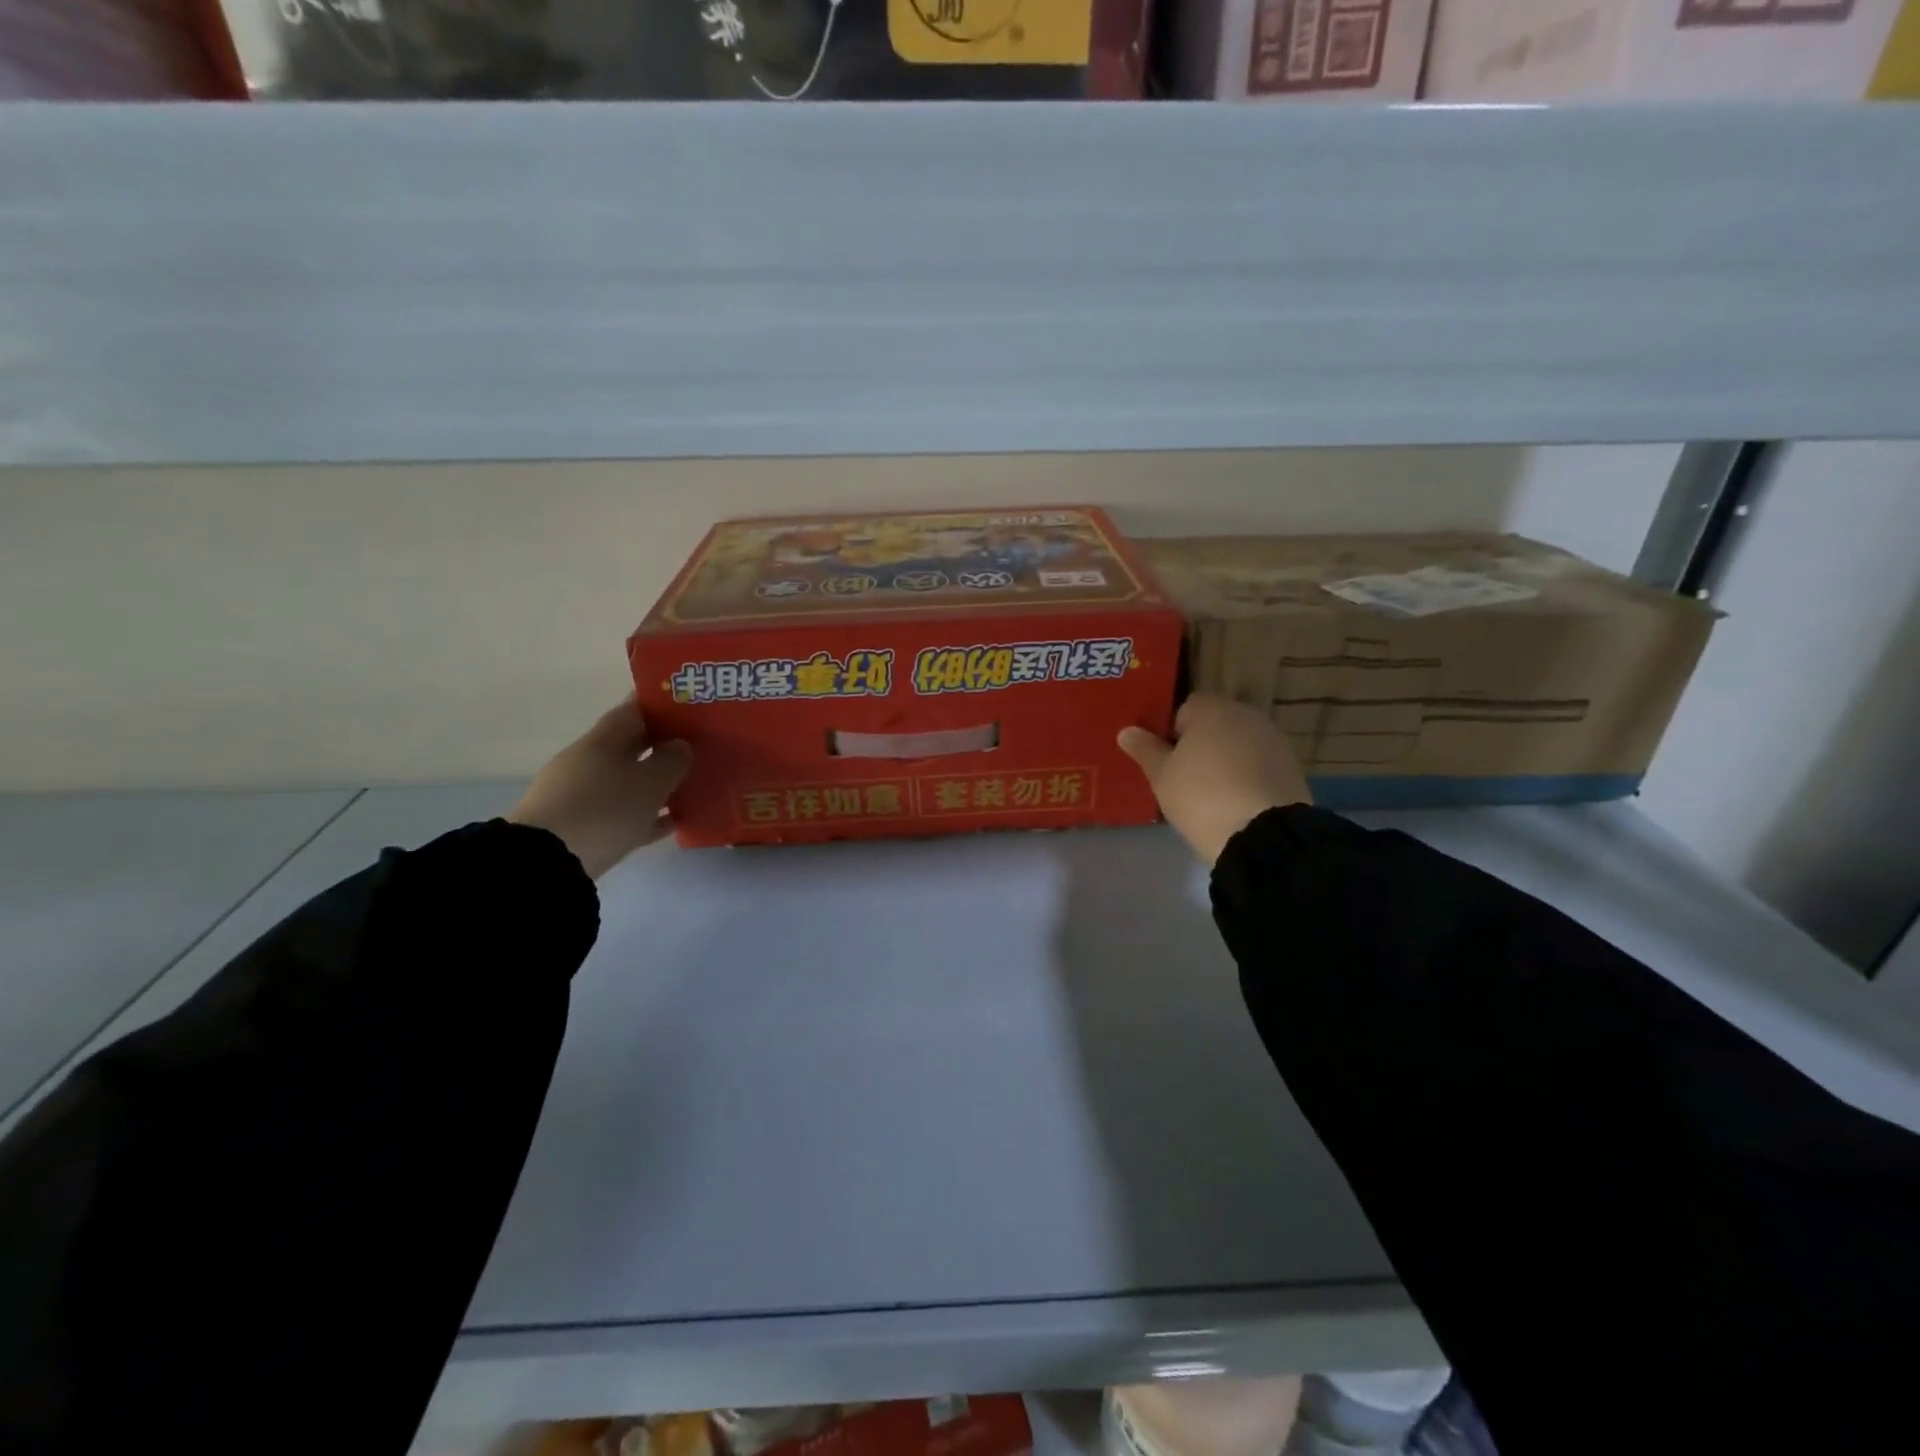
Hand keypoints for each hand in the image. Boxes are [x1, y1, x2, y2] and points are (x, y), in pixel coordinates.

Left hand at [509, 698, 691, 878]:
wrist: (548, 864)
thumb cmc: (605, 810)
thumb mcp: (650, 783)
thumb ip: (672, 761)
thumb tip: (680, 746)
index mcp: (600, 741)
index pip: (632, 711)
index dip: (659, 705)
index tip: (687, 705)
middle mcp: (587, 763)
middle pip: (630, 746)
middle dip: (662, 745)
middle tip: (698, 747)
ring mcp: (580, 796)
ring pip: (628, 781)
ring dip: (656, 783)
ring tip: (691, 785)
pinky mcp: (580, 829)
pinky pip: (622, 814)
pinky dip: (646, 814)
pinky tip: (672, 821)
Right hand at [1118, 694, 1311, 865]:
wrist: (1263, 834)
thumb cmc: (1201, 796)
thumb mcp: (1162, 776)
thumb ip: (1145, 749)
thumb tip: (1126, 731)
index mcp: (1212, 708)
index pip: (1184, 709)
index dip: (1172, 734)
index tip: (1167, 762)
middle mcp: (1246, 714)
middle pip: (1215, 724)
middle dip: (1201, 745)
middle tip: (1185, 778)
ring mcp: (1274, 739)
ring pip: (1238, 744)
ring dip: (1226, 760)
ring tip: (1212, 794)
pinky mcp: (1292, 766)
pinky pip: (1258, 764)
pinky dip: (1247, 776)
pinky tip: (1238, 802)